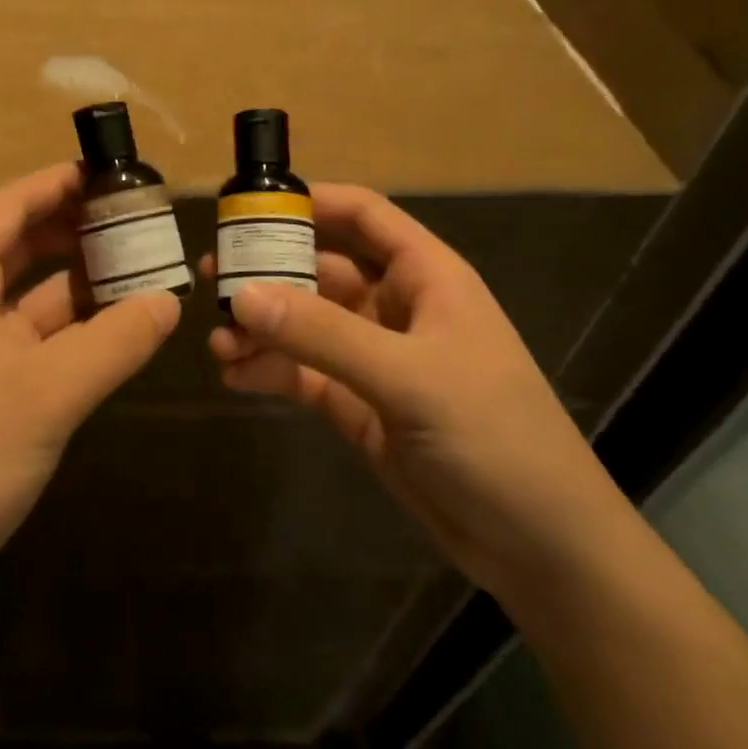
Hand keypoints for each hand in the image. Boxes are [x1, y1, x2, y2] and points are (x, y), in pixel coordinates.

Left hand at [0, 163, 181, 607]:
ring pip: (37, 300)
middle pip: (24, 248)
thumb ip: (113, 342)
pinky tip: (123, 333)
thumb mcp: (46, 391)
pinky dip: (80, 333)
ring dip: (85, 285)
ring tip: (146, 270)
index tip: (111, 171)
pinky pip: (42, 344)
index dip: (57, 183)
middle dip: (77, 230)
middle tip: (140, 219)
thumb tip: (169, 302)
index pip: (9, 208)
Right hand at [206, 184, 625, 600]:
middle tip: (209, 278)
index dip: (311, 202)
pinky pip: (301, 374)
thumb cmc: (493, 436)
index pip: (364, 216)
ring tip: (217, 344)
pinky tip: (234, 378)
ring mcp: (373, 359)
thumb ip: (321, 333)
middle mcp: (395, 309)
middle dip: (267, 272)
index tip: (249, 206)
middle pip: (321, 270)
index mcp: (426, 279)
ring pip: (303, 325)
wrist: (538, 546)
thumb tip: (240, 296)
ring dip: (260, 328)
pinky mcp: (356, 405)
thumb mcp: (407, 376)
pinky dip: (268, 371)